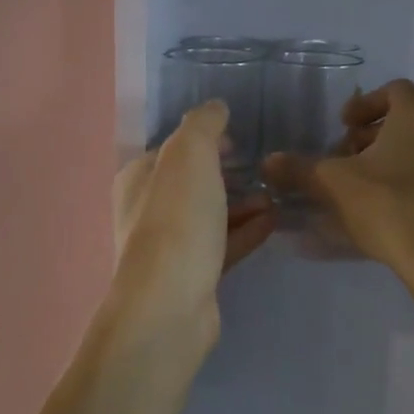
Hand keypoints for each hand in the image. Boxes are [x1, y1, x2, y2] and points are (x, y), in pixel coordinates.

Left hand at [111, 101, 275, 344]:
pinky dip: (245, 232)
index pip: (172, 149)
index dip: (204, 140)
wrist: (170, 305)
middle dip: (225, 173)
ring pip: (209, 215)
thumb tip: (215, 107)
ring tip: (274, 195)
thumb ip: (203, 124)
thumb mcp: (189, 155)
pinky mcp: (192, 277)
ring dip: (241, 203)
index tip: (237, 139)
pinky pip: (222, 245)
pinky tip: (274, 222)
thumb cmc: (177, 221)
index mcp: (139, 178)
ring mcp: (169, 247)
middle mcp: (147, 211)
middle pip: (191, 183)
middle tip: (260, 167)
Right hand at [263, 79, 413, 275]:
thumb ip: (299, 168)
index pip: (392, 90)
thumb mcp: (333, 185)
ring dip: (396, 156)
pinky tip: (395, 207)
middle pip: (408, 119)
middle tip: (349, 158)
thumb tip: (267, 162)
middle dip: (375, 134)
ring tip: (368, 185)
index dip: (364, 105)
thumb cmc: (388, 207)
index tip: (343, 127)